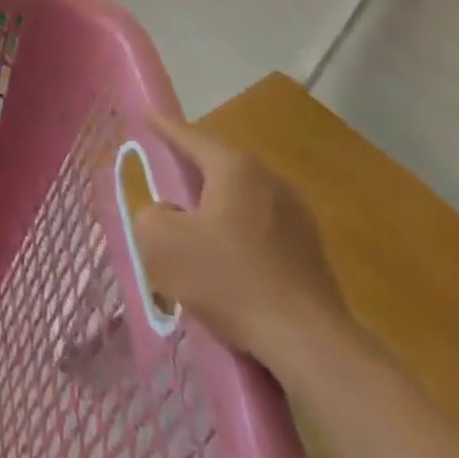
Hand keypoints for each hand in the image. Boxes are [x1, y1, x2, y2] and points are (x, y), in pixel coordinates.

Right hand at [131, 114, 351, 363]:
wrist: (309, 344)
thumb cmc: (229, 279)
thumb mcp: (161, 242)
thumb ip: (151, 215)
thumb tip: (168, 214)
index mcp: (235, 169)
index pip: (190, 137)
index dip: (164, 126)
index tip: (147, 113)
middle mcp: (271, 181)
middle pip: (220, 166)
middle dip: (193, 167)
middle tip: (167, 168)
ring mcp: (298, 217)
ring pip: (242, 199)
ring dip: (216, 205)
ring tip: (192, 221)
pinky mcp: (312, 253)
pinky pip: (261, 229)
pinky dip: (238, 234)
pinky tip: (225, 261)